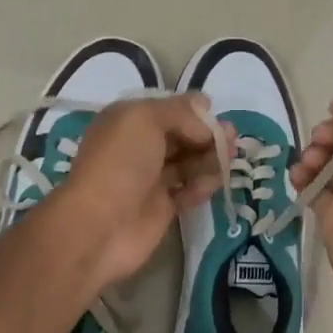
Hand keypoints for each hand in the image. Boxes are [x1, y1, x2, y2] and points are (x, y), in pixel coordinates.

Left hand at [50, 95, 227, 288]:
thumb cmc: (120, 163)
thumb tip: (205, 108)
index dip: (192, 112)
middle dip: (207, 135)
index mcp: (128, 121)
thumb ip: (180, 112)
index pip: (167, 110)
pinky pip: (188, 191)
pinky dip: (203, 185)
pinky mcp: (162, 208)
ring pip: (187, 163)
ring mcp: (150, 179)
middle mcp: (138, 147)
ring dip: (210, 158)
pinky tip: (215, 183)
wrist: (100, 225)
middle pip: (181, 136)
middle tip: (233, 138)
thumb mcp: (145, 119)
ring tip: (231, 158)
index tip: (215, 115)